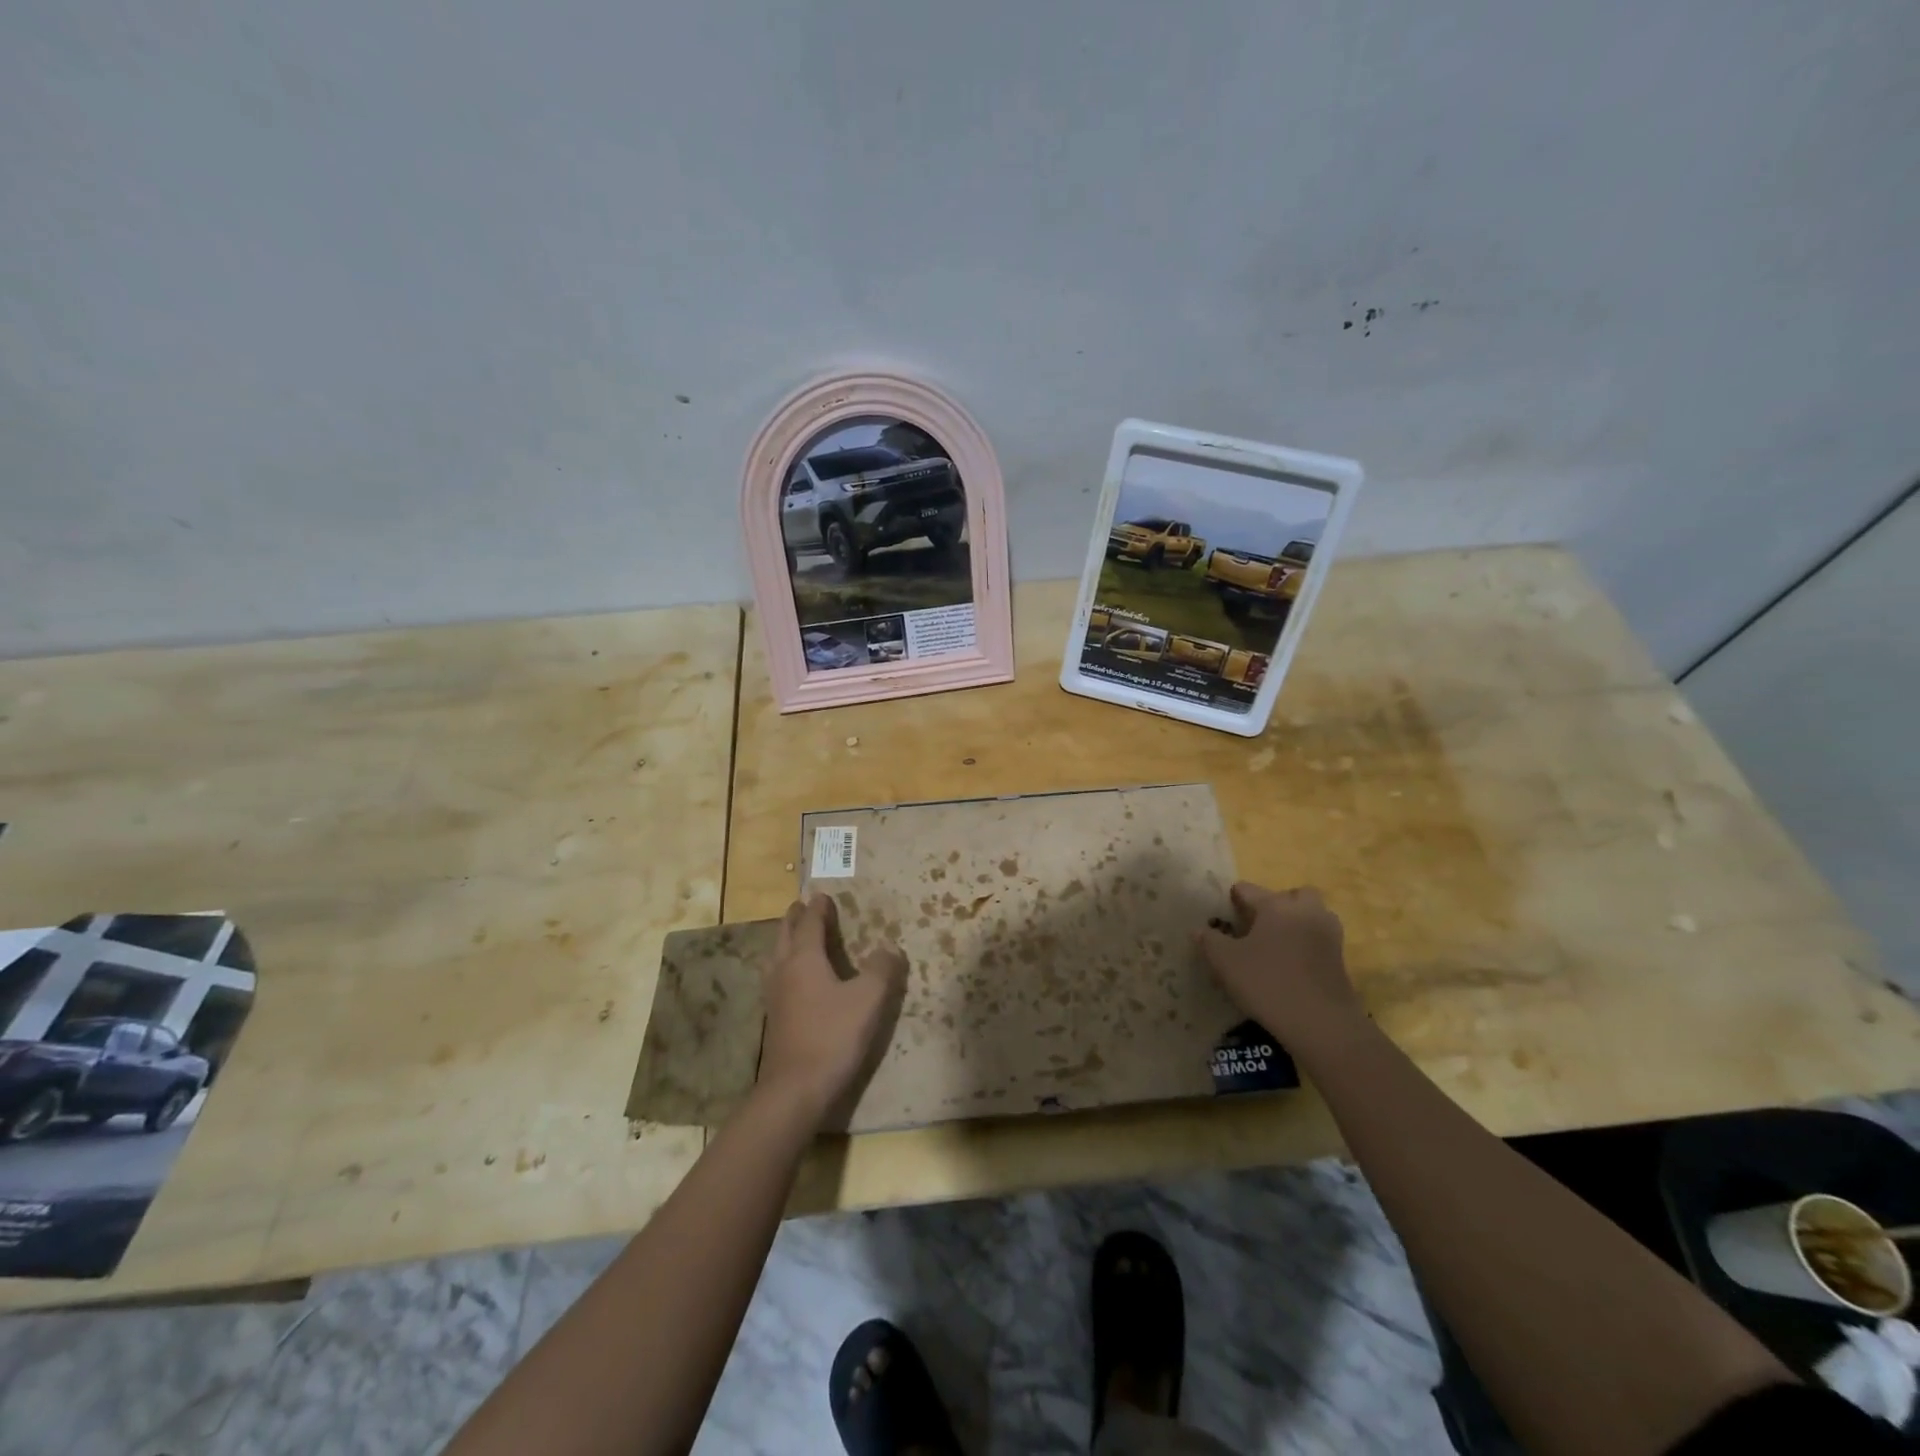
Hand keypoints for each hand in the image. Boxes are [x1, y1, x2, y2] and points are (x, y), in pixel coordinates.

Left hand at [757, 894, 906, 1130]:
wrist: (795, 1089)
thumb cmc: (833, 1036)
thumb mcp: (868, 999)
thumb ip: (882, 969)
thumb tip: (890, 947)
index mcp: (804, 959)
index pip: (809, 923)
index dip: (817, 908)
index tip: (822, 895)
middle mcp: (784, 970)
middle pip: (785, 935)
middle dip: (795, 918)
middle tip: (802, 906)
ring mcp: (775, 996)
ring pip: (777, 956)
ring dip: (786, 940)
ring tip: (795, 936)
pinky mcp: (775, 1018)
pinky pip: (778, 977)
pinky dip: (786, 964)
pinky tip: (794, 979)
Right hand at [1196, 884, 1365, 1053]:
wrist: (1321, 1024)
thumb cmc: (1267, 983)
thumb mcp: (1225, 962)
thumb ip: (1209, 941)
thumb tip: (1198, 929)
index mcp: (1276, 906)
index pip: (1249, 890)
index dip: (1233, 899)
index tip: (1224, 913)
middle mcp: (1305, 912)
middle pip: (1292, 895)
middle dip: (1276, 904)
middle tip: (1258, 924)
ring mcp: (1328, 935)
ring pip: (1311, 915)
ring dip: (1296, 922)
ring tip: (1275, 944)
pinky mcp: (1340, 960)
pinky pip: (1318, 940)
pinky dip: (1306, 945)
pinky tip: (1290, 965)